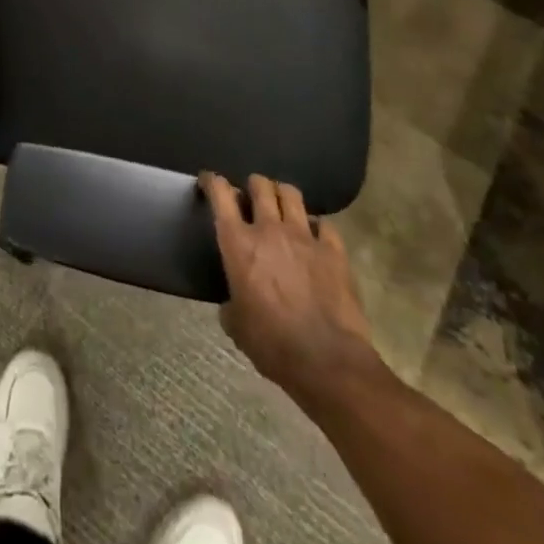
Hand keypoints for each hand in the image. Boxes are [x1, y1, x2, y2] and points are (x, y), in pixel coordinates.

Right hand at [202, 172, 384, 417]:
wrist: (327, 362)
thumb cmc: (272, 344)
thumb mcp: (236, 327)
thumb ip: (230, 304)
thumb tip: (232, 304)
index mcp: (238, 243)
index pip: (220, 194)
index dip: (212, 181)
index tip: (209, 181)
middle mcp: (269, 229)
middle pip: (260, 186)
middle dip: (253, 186)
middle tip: (251, 197)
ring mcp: (304, 237)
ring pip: (291, 194)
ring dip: (282, 195)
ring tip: (281, 205)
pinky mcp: (334, 251)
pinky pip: (324, 224)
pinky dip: (317, 226)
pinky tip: (315, 236)